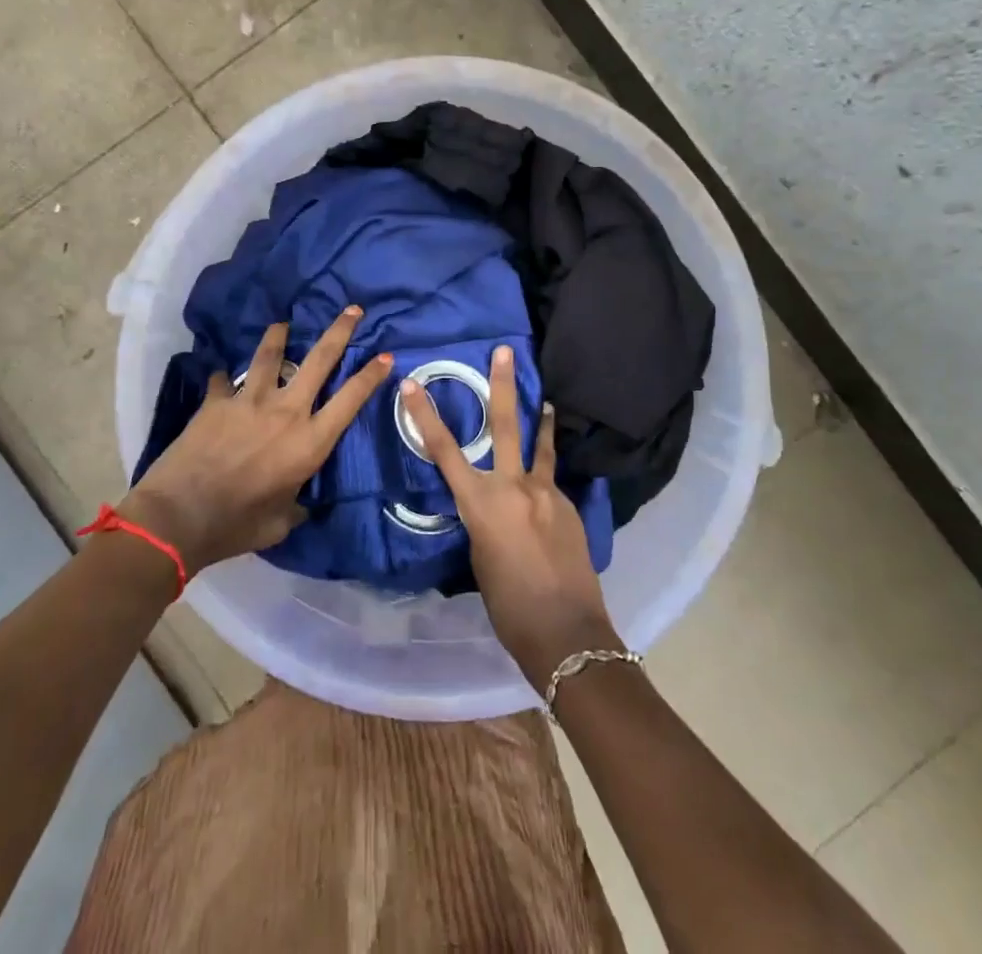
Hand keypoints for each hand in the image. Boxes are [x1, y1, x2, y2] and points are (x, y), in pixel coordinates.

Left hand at [125, 309, 392, 574]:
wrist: (179, 517)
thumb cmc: (237, 525)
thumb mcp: (280, 523)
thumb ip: (295, 505)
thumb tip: (299, 502)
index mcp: (309, 442)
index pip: (350, 400)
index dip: (371, 376)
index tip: (385, 356)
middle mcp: (286, 412)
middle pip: (319, 360)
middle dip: (339, 331)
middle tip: (352, 309)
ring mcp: (250, 401)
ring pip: (270, 355)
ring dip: (279, 336)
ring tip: (283, 323)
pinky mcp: (216, 402)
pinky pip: (223, 381)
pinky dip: (225, 378)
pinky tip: (222, 377)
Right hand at [400, 346, 622, 691]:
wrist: (565, 630)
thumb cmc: (509, 606)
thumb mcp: (480, 558)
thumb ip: (483, 521)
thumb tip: (491, 507)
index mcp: (481, 504)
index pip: (444, 451)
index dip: (424, 416)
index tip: (411, 384)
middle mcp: (514, 487)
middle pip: (504, 426)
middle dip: (502, 385)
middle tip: (505, 351)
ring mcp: (546, 492)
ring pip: (540, 446)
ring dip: (540, 420)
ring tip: (544, 399)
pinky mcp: (569, 505)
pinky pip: (552, 484)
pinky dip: (545, 484)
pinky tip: (547, 501)